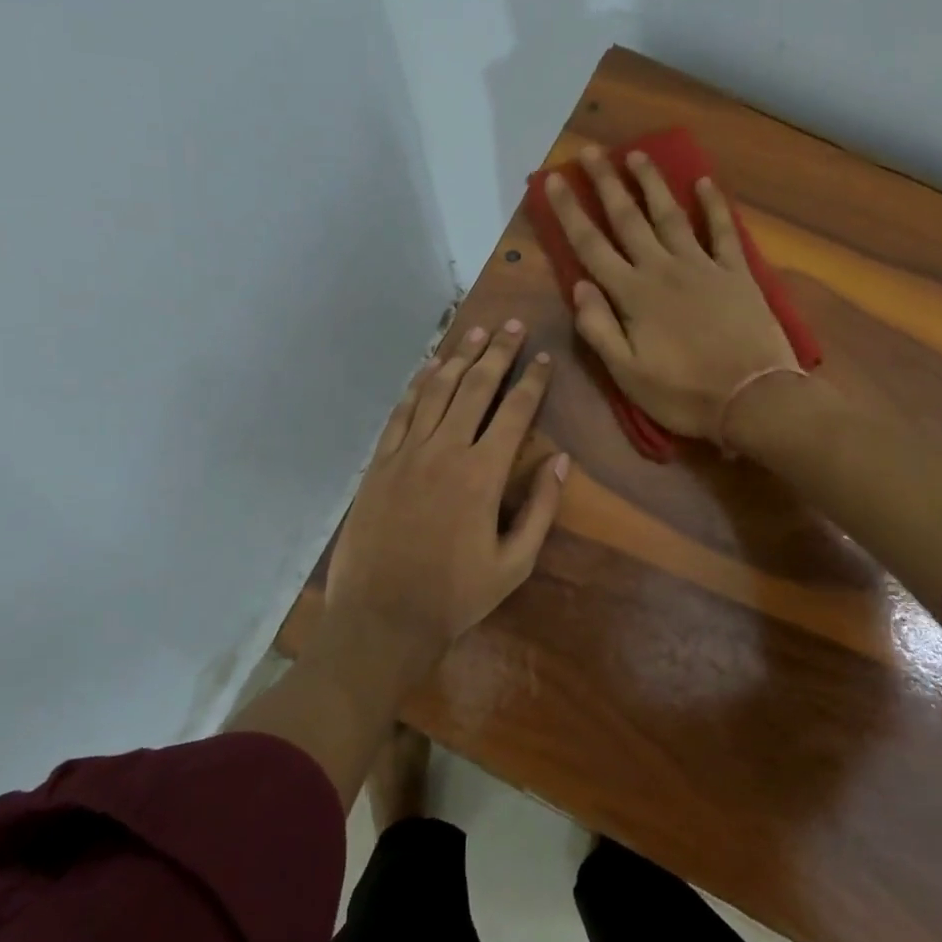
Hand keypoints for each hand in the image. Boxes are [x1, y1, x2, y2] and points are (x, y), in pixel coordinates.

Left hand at [318, 320, 569, 680]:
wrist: (382, 617)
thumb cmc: (455, 596)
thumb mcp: (514, 564)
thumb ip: (540, 509)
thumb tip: (562, 462)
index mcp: (483, 474)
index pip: (514, 412)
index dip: (532, 381)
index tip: (544, 357)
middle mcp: (445, 451)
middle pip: (475, 388)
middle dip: (497, 353)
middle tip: (511, 325)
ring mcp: (407, 453)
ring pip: (437, 392)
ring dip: (459, 358)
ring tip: (476, 332)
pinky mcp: (379, 463)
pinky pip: (400, 413)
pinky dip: (417, 386)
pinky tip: (429, 367)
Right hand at [543, 147, 797, 440]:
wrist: (754, 399)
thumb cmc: (685, 394)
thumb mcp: (628, 375)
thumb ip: (599, 329)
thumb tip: (578, 286)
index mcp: (633, 296)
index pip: (592, 246)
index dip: (569, 211)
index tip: (552, 180)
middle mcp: (663, 270)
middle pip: (628, 219)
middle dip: (606, 183)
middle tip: (591, 151)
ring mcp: (703, 267)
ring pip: (670, 215)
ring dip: (652, 183)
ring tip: (636, 153)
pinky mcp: (736, 273)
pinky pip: (722, 231)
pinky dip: (713, 206)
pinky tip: (705, 183)